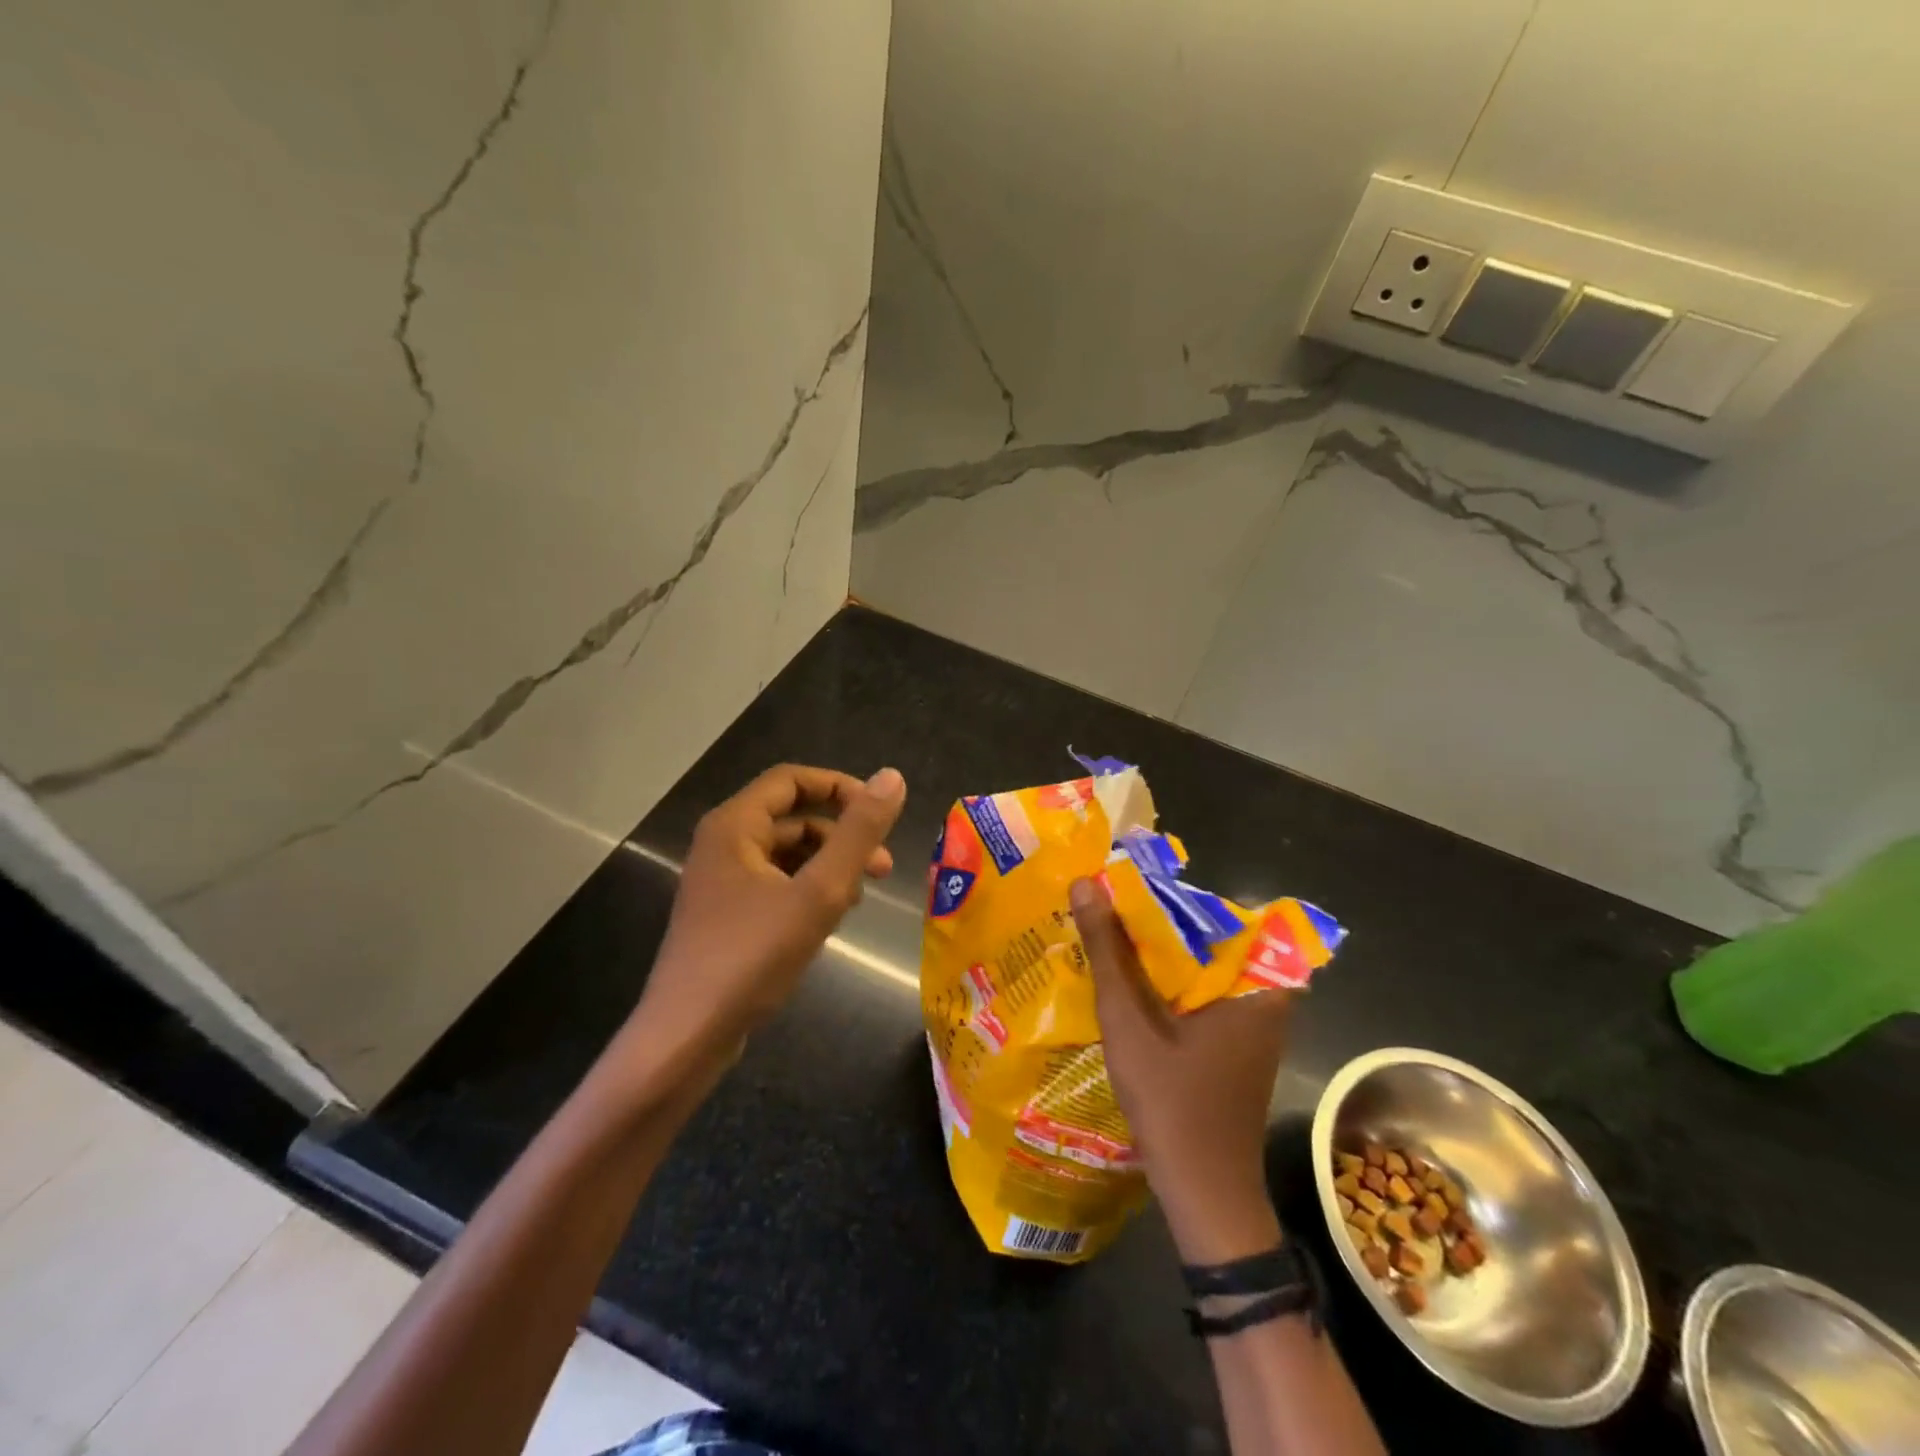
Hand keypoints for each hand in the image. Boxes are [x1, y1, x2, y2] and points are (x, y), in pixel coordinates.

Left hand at [628, 764, 906, 1065]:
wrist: (686, 1039)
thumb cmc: (751, 957)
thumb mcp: (818, 893)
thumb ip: (858, 834)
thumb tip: (893, 777)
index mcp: (734, 826)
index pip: (792, 780)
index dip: (840, 787)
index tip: (880, 813)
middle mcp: (723, 845)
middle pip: (793, 819)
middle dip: (841, 837)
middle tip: (883, 869)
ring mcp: (722, 883)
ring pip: (788, 856)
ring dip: (828, 868)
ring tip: (857, 900)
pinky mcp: (727, 917)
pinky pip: (777, 886)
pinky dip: (808, 893)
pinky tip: (829, 921)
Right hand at [1071, 877, 1288, 1262]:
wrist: (1205, 1194)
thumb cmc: (1172, 1102)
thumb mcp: (1129, 1019)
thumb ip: (1109, 950)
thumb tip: (1086, 883)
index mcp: (1256, 981)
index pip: (1215, 911)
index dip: (1167, 895)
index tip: (1125, 885)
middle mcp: (1266, 995)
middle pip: (1208, 937)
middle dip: (1158, 923)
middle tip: (1109, 906)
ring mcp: (1255, 1022)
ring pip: (1203, 967)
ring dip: (1160, 953)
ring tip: (1112, 933)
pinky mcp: (1239, 1043)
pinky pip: (1203, 993)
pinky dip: (1170, 983)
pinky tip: (1130, 982)